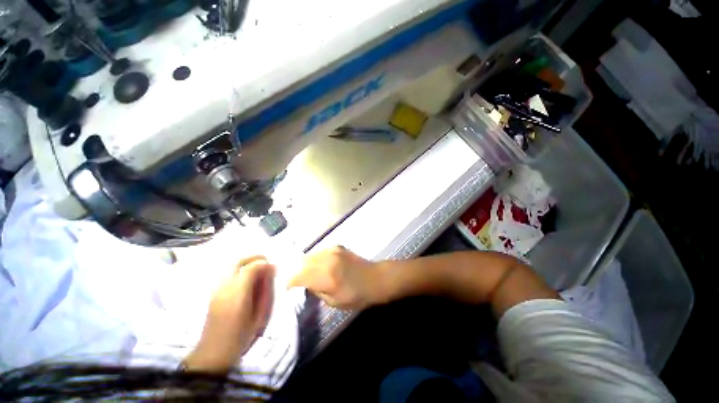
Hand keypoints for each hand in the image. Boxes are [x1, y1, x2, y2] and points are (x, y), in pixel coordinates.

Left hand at [185, 256, 274, 372]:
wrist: (213, 352)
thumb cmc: (241, 336)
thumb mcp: (260, 315)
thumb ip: (266, 290)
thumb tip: (270, 272)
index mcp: (238, 295)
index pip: (251, 268)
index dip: (264, 264)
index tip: (273, 269)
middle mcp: (225, 288)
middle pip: (238, 262)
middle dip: (254, 258)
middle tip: (266, 262)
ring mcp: (216, 289)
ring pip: (231, 265)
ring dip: (246, 262)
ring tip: (258, 268)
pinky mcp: (213, 292)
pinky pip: (227, 272)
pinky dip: (239, 269)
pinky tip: (246, 277)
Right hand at [288, 247, 384, 309]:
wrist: (374, 278)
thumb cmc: (356, 295)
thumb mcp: (334, 302)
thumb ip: (316, 291)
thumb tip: (305, 283)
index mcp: (326, 277)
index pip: (298, 276)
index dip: (289, 282)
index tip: (287, 288)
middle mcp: (327, 260)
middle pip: (302, 263)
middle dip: (296, 272)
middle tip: (296, 281)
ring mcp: (332, 251)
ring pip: (310, 255)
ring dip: (305, 264)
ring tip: (307, 273)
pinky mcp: (337, 247)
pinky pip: (320, 252)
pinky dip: (316, 259)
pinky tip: (320, 266)